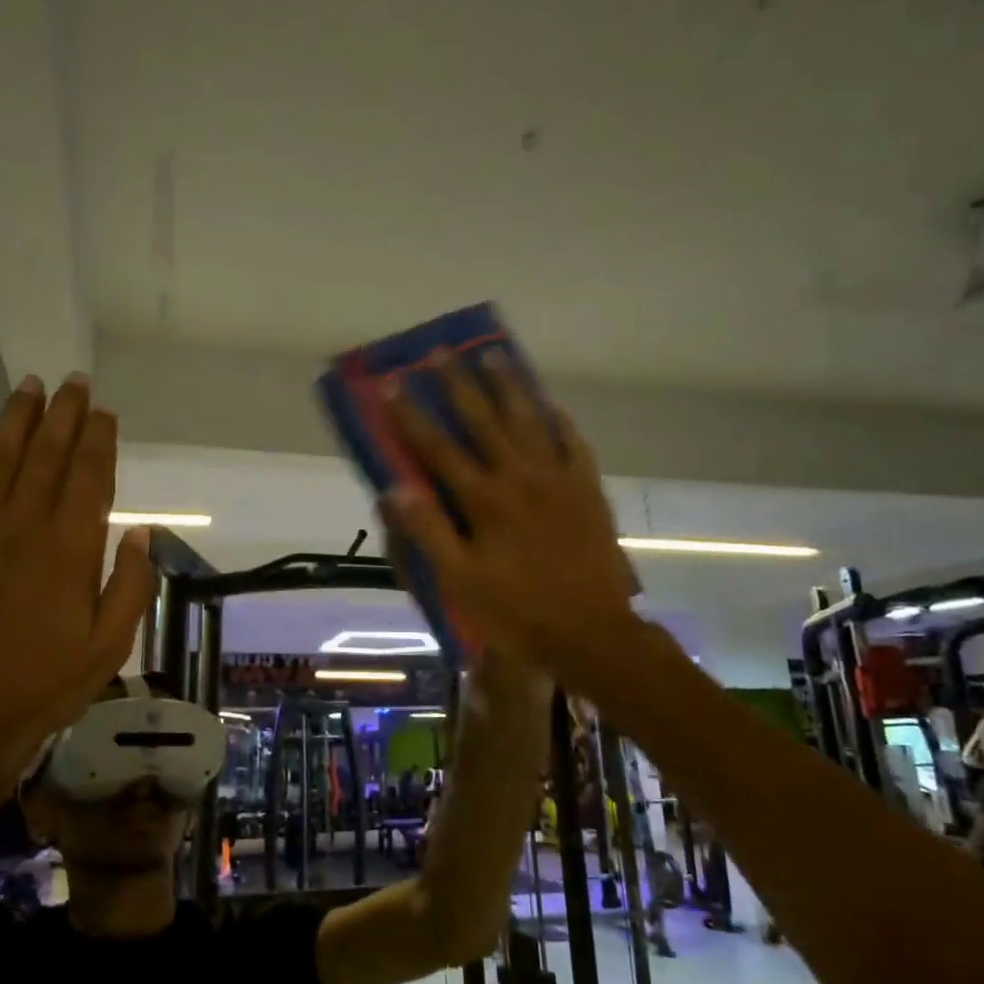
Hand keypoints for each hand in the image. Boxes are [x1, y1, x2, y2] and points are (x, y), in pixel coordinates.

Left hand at [0, 374, 154, 809]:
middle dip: (64, 413)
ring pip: (0, 457)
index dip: (100, 439)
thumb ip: (130, 584)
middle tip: (74, 381)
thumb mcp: (111, 644)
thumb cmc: (48, 680)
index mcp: (72, 547)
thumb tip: (140, 533)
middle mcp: (26, 524)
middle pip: (47, 454)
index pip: (91, 476)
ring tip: (30, 385)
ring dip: (17, 418)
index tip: (106, 412)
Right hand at [383, 350, 638, 692]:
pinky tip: (549, 405)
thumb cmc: (516, 611)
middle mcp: (520, 476)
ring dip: (509, 386)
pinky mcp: (587, 490)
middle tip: (442, 352)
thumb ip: (427, 532)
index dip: (412, 416)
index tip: (393, 384)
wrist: (590, 632)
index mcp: (484, 500)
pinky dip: (559, 420)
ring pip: (530, 420)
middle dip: (459, 385)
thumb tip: (392, 489)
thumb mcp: (459, 581)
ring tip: (494, 356)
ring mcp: (558, 479)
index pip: (439, 449)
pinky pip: (573, 443)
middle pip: (484, 420)